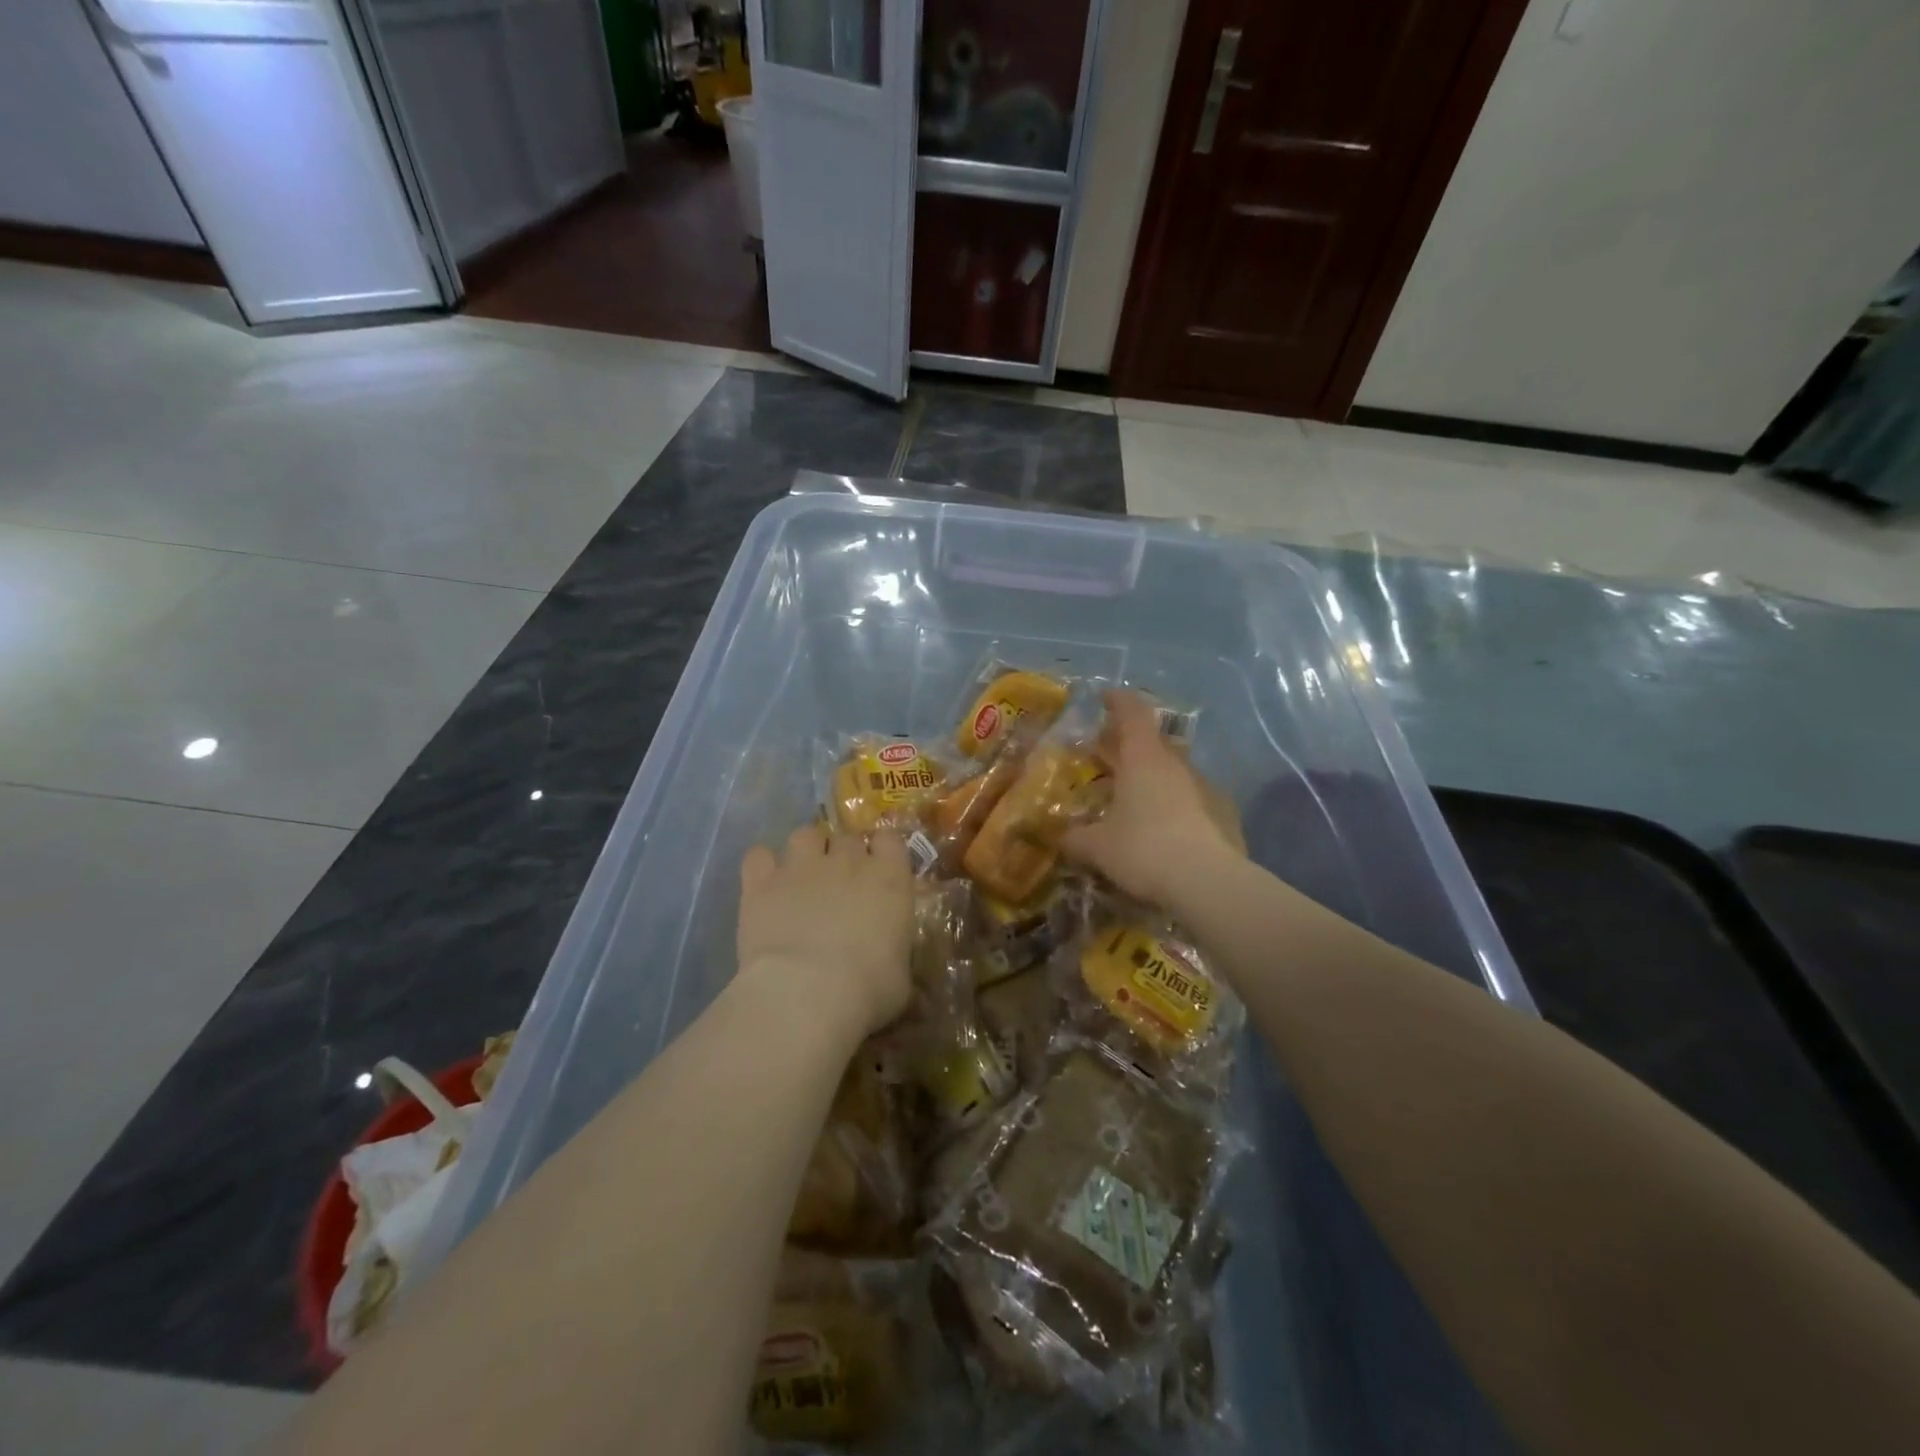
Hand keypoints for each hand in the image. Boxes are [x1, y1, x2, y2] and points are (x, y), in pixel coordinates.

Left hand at [737, 824, 913, 1039]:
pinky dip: (762, 866)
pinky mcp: (762, 882)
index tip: (879, 871)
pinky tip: (764, 886)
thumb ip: (895, 953)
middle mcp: (847, 860)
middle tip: (839, 886)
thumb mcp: (900, 977)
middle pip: (847, 838)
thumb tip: (889, 960)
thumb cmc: (868, 989)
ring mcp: (802, 866)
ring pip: (804, 835)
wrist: (807, 993)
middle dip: (844, 855)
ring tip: (802, 878)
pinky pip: (758, 856)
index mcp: (889, 879)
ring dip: (806, 851)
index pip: (890, 839)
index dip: (883, 852)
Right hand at [1063, 689, 1238, 906]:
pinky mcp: (1223, 813)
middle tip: (1110, 754)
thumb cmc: (1143, 851)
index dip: (1117, 701)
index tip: (1104, 697)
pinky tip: (1165, 826)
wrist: (1207, 883)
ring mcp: (1204, 787)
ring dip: (1153, 774)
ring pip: (1174, 769)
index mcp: (1143, 759)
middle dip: (1130, 742)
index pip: (1132, 712)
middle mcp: (1175, 764)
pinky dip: (1175, 802)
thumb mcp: (1097, 847)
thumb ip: (1075, 838)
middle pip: (1153, 740)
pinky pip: (1192, 797)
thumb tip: (1059, 837)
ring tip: (1134, 794)